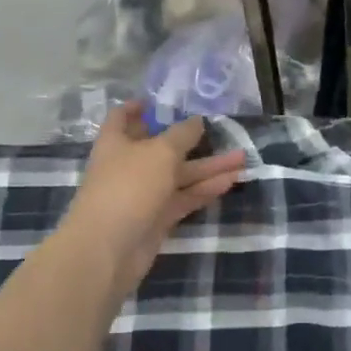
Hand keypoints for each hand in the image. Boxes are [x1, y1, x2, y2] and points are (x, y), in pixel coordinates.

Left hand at [63, 104, 245, 299]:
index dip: (139, 107)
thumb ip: (182, 135)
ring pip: (179, 175)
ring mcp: (143, 194)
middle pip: (162, 147)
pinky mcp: (157, 219)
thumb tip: (197, 121)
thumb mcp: (160, 152)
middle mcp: (129, 165)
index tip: (162, 100)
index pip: (123, 117)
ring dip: (209, 167)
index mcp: (117, 142)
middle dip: (193, 140)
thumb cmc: (129, 187)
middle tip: (224, 130)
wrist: (108, 249)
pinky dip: (205, 190)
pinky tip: (231, 181)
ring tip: (242, 158)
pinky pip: (184, 198)